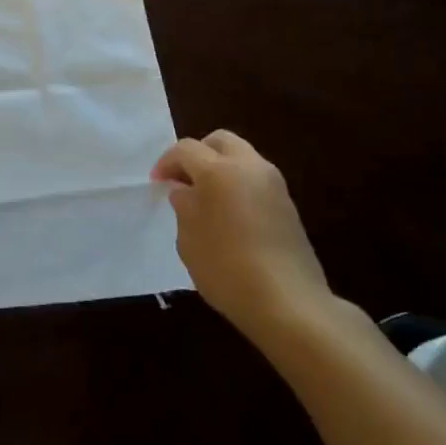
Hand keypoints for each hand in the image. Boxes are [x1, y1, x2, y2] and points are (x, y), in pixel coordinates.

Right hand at [152, 131, 334, 345]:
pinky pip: (256, 179)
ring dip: (220, 168)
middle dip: (198, 154)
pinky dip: (238, 184)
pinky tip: (228, 214)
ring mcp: (274, 184)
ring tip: (205, 198)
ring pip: (242, 157)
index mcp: (219, 171)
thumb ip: (184, 207)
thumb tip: (185, 191)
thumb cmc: (227, 269)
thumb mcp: (189, 239)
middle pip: (219, 141)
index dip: (166, 163)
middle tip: (183, 181)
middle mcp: (250, 167)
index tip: (157, 183)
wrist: (288, 303)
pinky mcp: (288, 205)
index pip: (186, 149)